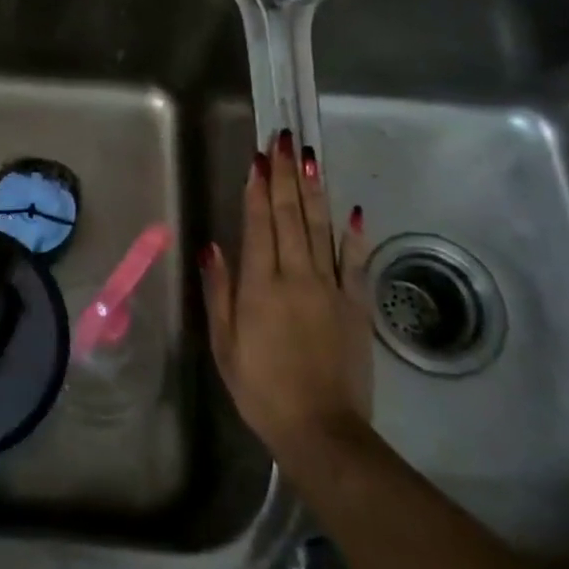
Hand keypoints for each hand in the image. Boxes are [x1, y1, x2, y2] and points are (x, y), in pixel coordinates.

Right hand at [201, 129, 373, 465]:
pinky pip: (354, 262)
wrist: (321, 429)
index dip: (258, 188)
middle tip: (284, 140)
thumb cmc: (261, 388)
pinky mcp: (356, 305)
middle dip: (286, 175)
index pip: (259, 224)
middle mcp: (297, 276)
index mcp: (261, 285)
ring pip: (321, 228)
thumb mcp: (225, 344)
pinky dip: (353, 234)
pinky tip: (353, 210)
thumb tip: (212, 246)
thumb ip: (220, 292)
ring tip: (310, 157)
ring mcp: (331, 288)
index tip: (258, 157)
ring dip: (314, 190)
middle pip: (290, 215)